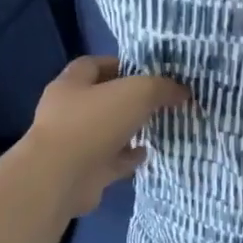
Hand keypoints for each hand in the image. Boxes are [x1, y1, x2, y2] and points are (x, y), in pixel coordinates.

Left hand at [20, 56, 189, 219]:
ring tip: (157, 126)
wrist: (60, 179)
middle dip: (128, 100)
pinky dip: (128, 157)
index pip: (93, 64)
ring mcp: (72, 143)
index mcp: (71, 85)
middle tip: (158, 100)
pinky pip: (110, 160)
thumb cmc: (94, 123)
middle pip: (101, 99)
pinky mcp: (82, 171)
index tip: (147, 71)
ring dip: (129, 130)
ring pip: (106, 131)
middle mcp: (66, 112)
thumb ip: (161, 87)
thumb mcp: (137, 93)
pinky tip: (147, 153)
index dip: (119, 64)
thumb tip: (181, 90)